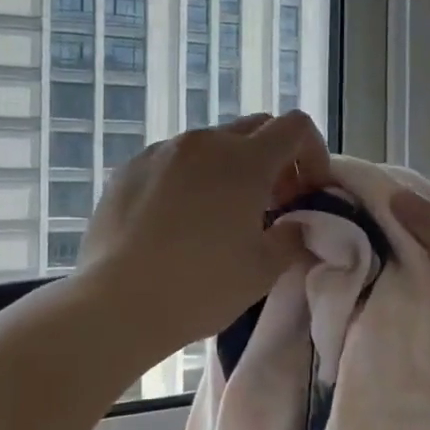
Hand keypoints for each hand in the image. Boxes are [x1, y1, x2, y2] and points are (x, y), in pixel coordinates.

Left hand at [81, 112, 331, 356]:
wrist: (116, 302)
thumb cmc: (200, 286)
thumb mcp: (263, 269)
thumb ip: (292, 236)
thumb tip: (297, 224)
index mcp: (244, 160)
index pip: (295, 127)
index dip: (313, 154)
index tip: (307, 193)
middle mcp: (203, 142)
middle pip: (254, 129)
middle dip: (274, 159)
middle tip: (271, 205)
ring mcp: (160, 152)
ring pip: (210, 145)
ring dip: (229, 168)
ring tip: (221, 215)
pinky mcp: (128, 169)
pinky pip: (172, 161)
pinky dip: (190, 178)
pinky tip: (177, 221)